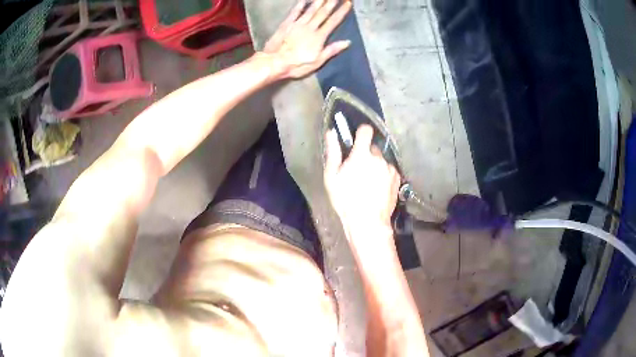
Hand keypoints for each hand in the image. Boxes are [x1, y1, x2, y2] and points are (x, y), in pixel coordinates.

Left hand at [263, 0, 351, 78]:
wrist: (274, 62)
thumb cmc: (297, 65)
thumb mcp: (318, 62)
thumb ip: (332, 50)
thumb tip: (347, 42)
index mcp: (319, 37)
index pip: (333, 22)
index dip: (341, 12)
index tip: (347, 3)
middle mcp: (310, 27)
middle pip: (323, 13)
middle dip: (331, 3)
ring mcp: (297, 24)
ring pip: (310, 10)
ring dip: (318, 2)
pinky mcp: (286, 24)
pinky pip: (294, 12)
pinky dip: (299, 5)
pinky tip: (303, 0)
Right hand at [324, 125, 400, 232]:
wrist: (367, 222)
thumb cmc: (345, 200)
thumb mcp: (332, 177)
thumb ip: (333, 152)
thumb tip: (331, 133)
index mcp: (362, 155)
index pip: (365, 131)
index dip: (361, 132)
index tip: (357, 140)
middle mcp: (378, 158)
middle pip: (372, 148)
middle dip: (366, 155)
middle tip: (358, 171)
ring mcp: (390, 168)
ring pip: (381, 161)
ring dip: (375, 166)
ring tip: (368, 183)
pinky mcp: (397, 179)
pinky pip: (389, 171)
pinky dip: (384, 175)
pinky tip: (377, 188)